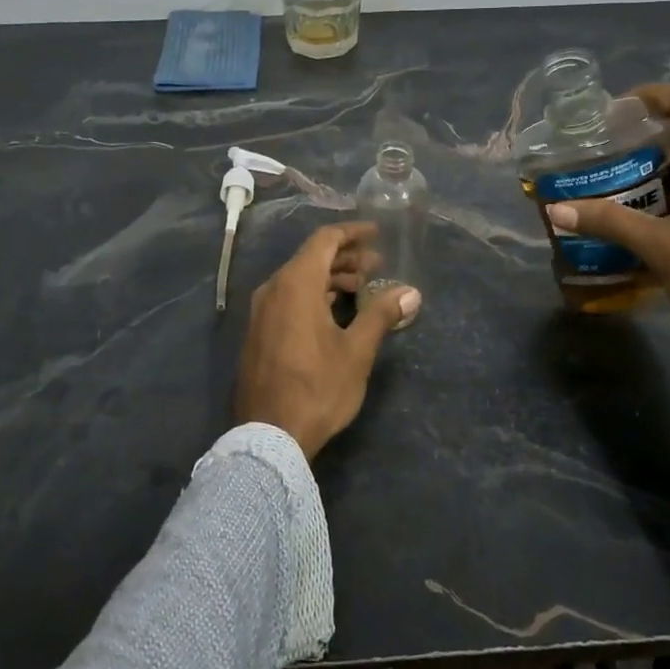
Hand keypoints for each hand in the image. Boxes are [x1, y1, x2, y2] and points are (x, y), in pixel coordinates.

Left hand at [235, 222, 421, 460]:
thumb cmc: (317, 388)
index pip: (324, 240)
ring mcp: (261, 312)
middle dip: (346, 258)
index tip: (377, 234)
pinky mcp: (258, 332)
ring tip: (361, 288)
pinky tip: (334, 312)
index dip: (352, 233)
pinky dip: (313, 295)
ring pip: (299, 279)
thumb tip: (411, 292)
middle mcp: (273, 289)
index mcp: (296, 284)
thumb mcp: (357, 352)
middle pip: (311, 258)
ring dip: (330, 278)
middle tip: (377, 266)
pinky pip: (288, 298)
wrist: (268, 435)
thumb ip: (381, 315)